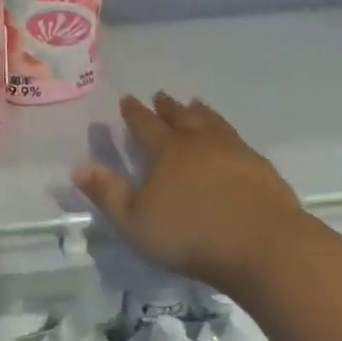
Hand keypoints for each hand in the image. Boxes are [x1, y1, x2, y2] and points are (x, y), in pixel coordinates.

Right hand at [72, 92, 308, 295]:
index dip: (134, 113)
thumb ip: (107, 193)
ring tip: (195, 104)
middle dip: (167, 107)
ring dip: (200, 112)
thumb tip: (79, 166)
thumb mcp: (135, 221)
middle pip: (180, 117)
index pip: (145, 125)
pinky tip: (231, 140)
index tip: (127, 99)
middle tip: (161, 95)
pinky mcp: (259, 167)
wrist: (262, 245)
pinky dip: (226, 131)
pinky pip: (237, 139)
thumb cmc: (190, 235)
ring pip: (212, 122)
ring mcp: (234, 151)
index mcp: (167, 152)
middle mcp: (200, 142)